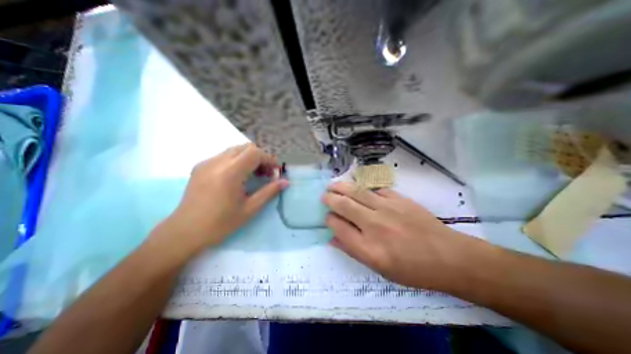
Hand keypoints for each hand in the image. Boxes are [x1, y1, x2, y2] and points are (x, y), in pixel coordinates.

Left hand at [159, 144, 287, 253]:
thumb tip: (285, 182)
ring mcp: (206, 162)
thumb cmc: (221, 223)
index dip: (269, 158)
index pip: (255, 152)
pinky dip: (238, 160)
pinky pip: (225, 156)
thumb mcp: (250, 209)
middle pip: (246, 147)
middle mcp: (217, 162)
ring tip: (255, 174)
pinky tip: (239, 176)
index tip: (276, 170)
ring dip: (250, 158)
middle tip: (267, 173)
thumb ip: (269, 192)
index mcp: (230, 172)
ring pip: (235, 150)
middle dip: (261, 156)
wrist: (185, 232)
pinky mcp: (200, 166)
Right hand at [325, 182, 472, 289]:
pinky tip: (358, 186)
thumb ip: (353, 251)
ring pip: (357, 192)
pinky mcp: (399, 199)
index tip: (328, 217)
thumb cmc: (412, 269)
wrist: (448, 257)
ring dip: (342, 187)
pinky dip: (364, 187)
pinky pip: (375, 189)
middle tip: (324, 196)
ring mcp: (387, 209)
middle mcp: (374, 225)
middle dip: (330, 198)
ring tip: (333, 185)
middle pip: (344, 205)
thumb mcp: (379, 269)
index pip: (338, 226)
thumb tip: (333, 239)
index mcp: (368, 248)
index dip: (329, 219)